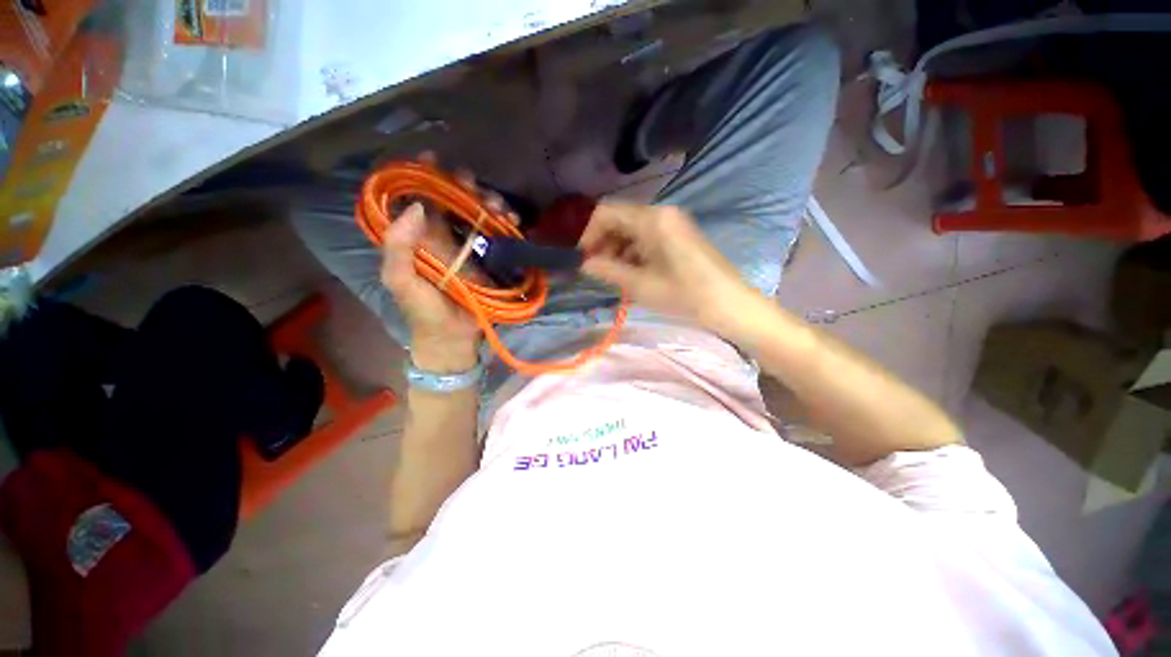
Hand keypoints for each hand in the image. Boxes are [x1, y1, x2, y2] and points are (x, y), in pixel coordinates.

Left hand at [379, 153, 515, 371]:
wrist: (453, 336)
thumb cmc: (424, 311)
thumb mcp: (400, 281)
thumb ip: (398, 247)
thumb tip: (415, 208)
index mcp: (419, 237)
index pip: (420, 198)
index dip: (424, 176)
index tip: (434, 158)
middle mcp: (444, 236)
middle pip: (454, 201)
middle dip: (465, 187)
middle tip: (475, 185)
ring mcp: (470, 247)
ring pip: (479, 214)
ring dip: (489, 203)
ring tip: (500, 208)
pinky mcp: (490, 258)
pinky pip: (498, 234)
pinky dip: (506, 224)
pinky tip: (512, 222)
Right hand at [579, 202, 755, 333]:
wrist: (728, 304)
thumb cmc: (683, 294)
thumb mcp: (639, 285)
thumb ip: (608, 271)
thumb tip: (584, 264)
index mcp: (651, 219)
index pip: (606, 213)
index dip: (589, 234)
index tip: (583, 258)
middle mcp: (662, 213)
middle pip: (620, 219)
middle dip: (603, 243)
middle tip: (597, 269)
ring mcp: (673, 223)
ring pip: (633, 229)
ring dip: (618, 249)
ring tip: (615, 275)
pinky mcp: (679, 235)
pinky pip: (648, 237)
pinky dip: (634, 252)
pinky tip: (633, 273)